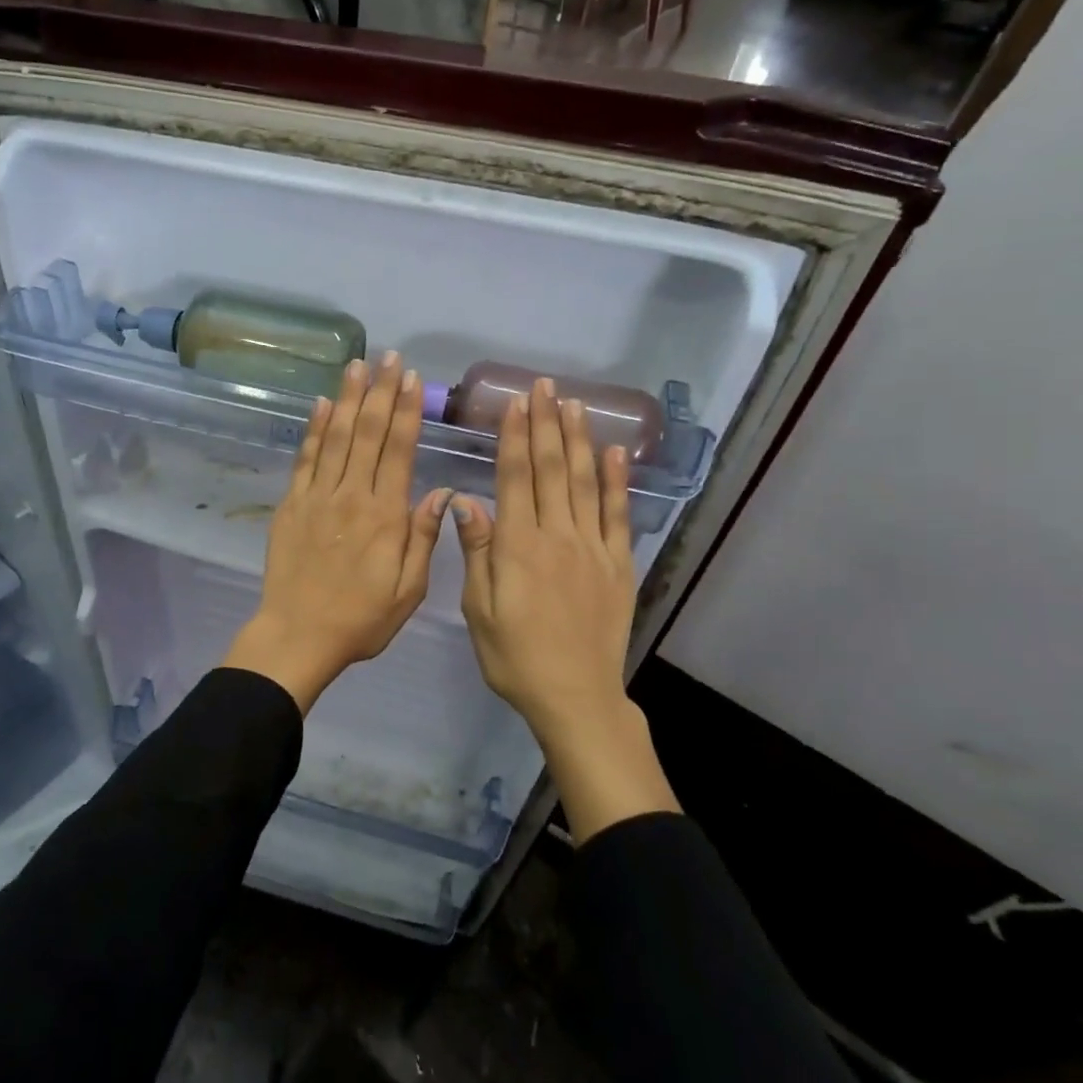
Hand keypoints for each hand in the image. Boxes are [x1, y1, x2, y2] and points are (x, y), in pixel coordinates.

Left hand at [223, 351, 451, 713]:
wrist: (298, 634)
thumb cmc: (360, 618)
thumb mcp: (408, 590)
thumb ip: (424, 538)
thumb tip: (442, 492)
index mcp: (385, 515)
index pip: (400, 450)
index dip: (407, 411)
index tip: (412, 379)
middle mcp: (352, 495)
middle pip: (369, 433)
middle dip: (381, 392)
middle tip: (389, 357)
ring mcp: (317, 497)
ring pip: (337, 437)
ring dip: (349, 398)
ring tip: (357, 365)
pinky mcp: (292, 504)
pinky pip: (305, 459)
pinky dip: (314, 429)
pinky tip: (322, 404)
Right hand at [451, 377, 678, 838]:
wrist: (575, 696)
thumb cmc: (514, 656)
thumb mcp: (479, 610)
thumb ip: (477, 553)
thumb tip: (465, 502)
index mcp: (518, 546)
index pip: (516, 478)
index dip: (515, 437)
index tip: (515, 403)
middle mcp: (557, 536)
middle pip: (551, 469)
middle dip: (545, 425)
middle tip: (543, 387)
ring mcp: (592, 547)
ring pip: (585, 482)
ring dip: (578, 440)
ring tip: (573, 404)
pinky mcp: (617, 564)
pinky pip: (618, 514)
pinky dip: (617, 481)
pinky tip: (614, 453)